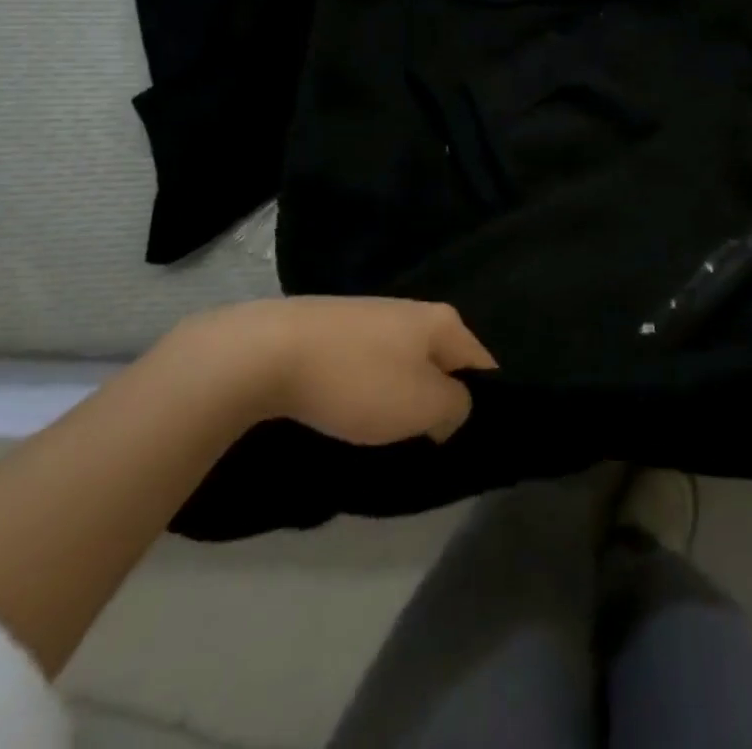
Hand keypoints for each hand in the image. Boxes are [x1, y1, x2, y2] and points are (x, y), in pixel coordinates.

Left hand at [182, 297, 497, 444]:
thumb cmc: (359, 379)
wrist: (270, 351)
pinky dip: (367, 388)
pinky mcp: (339, 328)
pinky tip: (349, 408)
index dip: (482, 401)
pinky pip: (370, 364)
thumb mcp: (422, 405)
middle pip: (442, 362)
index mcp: (443, 321)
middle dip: (437, 399)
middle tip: (425, 441)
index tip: (466, 438)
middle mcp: (415, 310)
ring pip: (405, 363)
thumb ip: (455, 407)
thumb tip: (452, 406)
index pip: (482, 363)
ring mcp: (374, 315)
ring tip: (384, 431)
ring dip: (400, 396)